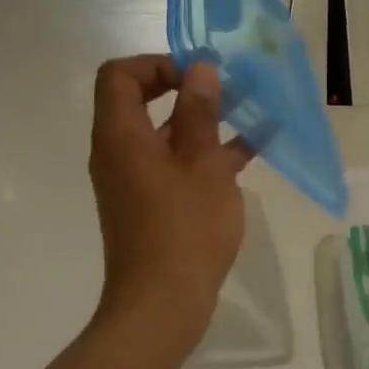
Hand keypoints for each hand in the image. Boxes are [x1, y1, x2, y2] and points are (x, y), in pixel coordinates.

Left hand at [89, 56, 252, 340]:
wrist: (163, 304)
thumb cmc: (185, 229)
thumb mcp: (204, 164)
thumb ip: (200, 113)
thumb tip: (200, 70)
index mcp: (121, 136)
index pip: (120, 75)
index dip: (158, 64)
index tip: (199, 77)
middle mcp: (118, 153)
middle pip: (141, 102)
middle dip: (187, 92)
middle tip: (230, 92)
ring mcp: (133, 181)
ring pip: (164, 136)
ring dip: (202, 124)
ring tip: (250, 116)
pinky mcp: (149, 205)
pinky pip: (173, 165)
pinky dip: (204, 155)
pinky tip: (250, 153)